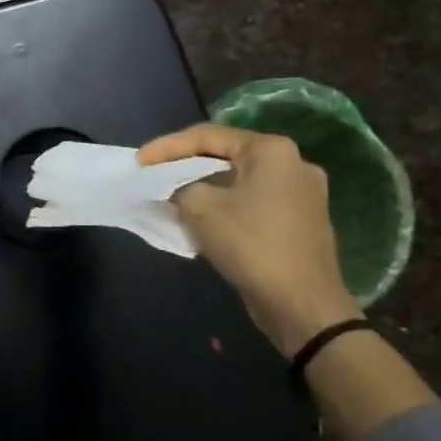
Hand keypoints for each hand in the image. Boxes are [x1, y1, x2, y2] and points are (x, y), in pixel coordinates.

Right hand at [138, 123, 359, 354]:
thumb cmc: (251, 244)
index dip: (167, 147)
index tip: (138, 161)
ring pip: (238, 181)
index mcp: (272, 151)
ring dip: (204, 188)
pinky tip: (202, 219)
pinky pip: (252, 203)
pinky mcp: (300, 222)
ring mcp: (301, 194)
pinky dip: (224, 206)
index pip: (208, 136)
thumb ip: (179, 186)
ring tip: (172, 197)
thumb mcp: (200, 208)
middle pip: (226, 156)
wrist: (301, 304)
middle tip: (154, 174)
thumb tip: (178, 189)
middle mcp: (293, 164)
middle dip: (186, 166)